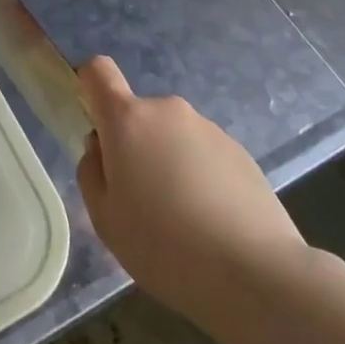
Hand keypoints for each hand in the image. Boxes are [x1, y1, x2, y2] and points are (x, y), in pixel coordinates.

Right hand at [75, 56, 307, 321]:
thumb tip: (101, 148)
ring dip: (168, 163)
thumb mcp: (104, 218)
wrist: (255, 272)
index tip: (93, 124)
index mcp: (128, 120)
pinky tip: (211, 222)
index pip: (98, 71)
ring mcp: (208, 128)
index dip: (89, 86)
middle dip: (133, 147)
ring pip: (172, 137)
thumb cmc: (163, 245)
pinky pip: (203, 155)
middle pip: (137, 115)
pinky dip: (199, 177)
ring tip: (181, 220)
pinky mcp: (240, 151)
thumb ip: (91, 171)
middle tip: (141, 201)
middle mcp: (168, 111)